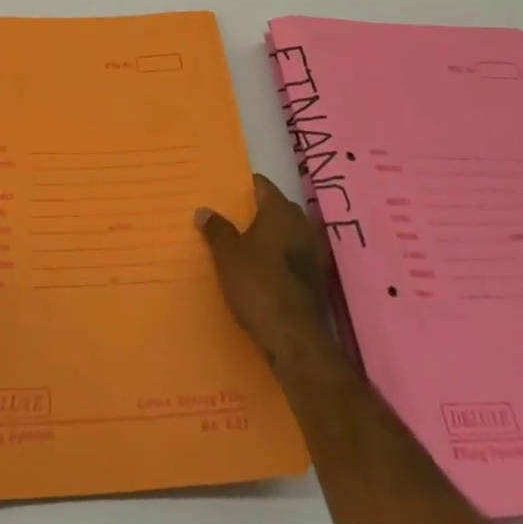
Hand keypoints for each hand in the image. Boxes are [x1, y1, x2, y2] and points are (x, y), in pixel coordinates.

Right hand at [197, 174, 337, 373]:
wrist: (296, 337)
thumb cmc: (258, 285)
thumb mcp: (228, 255)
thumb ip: (217, 230)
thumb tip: (204, 210)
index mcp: (280, 211)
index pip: (264, 186)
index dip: (248, 186)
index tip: (231, 190)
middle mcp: (302, 224)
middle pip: (279, 208)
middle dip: (261, 210)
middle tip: (236, 216)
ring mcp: (314, 252)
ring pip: (290, 232)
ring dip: (273, 235)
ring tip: (249, 242)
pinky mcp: (318, 277)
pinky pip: (296, 256)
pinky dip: (282, 257)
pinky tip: (267, 268)